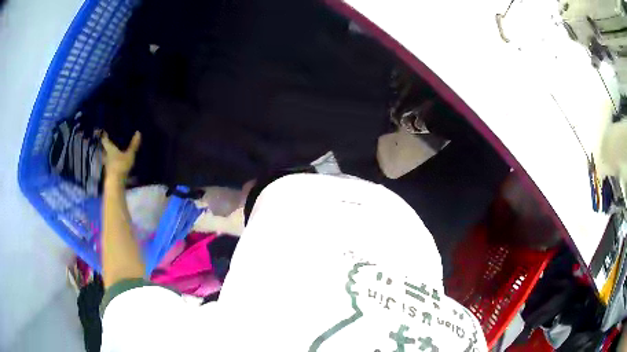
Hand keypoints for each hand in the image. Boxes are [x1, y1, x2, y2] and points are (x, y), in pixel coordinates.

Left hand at [102, 131, 140, 180]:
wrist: (115, 183)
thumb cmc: (120, 166)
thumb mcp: (129, 155)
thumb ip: (133, 145)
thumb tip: (138, 132)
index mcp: (110, 149)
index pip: (105, 140)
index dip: (104, 136)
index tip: (104, 131)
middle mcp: (106, 156)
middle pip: (105, 149)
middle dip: (107, 145)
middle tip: (109, 141)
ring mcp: (107, 165)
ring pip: (107, 157)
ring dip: (109, 155)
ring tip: (114, 152)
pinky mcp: (110, 173)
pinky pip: (110, 165)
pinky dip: (112, 163)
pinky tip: (116, 163)